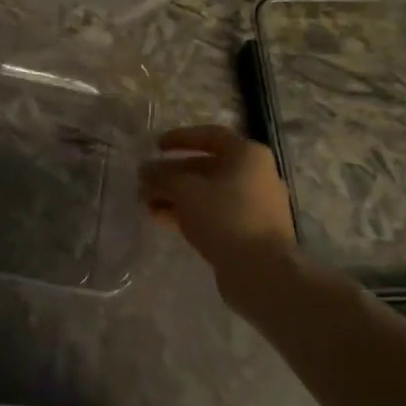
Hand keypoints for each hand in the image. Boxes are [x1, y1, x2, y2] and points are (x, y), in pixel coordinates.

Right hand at [140, 125, 294, 273]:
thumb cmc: (224, 216)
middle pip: (206, 166)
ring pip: (207, 193)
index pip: (210, 135)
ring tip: (146, 203)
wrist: (260, 270)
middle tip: (144, 181)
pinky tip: (162, 219)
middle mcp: (255, 175)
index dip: (180, 138)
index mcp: (247, 155)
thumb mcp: (184, 190)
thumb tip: (145, 171)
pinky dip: (188, 212)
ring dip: (175, 195)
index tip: (155, 147)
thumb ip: (161, 177)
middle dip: (172, 173)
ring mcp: (254, 205)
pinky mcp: (248, 231)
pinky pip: (213, 213)